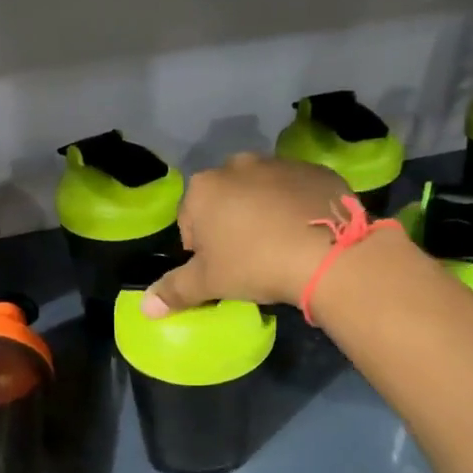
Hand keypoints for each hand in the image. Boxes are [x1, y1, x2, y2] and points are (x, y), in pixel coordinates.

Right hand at [143, 154, 350, 315]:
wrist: (327, 252)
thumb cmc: (255, 264)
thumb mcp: (209, 283)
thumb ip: (174, 291)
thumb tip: (145, 308)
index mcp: (204, 188)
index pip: (189, 220)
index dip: (201, 249)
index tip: (220, 269)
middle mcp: (238, 165)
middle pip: (225, 200)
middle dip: (231, 224)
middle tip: (249, 258)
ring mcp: (280, 163)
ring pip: (261, 192)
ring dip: (264, 213)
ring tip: (280, 247)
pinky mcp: (316, 170)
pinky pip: (297, 191)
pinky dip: (296, 208)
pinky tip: (306, 234)